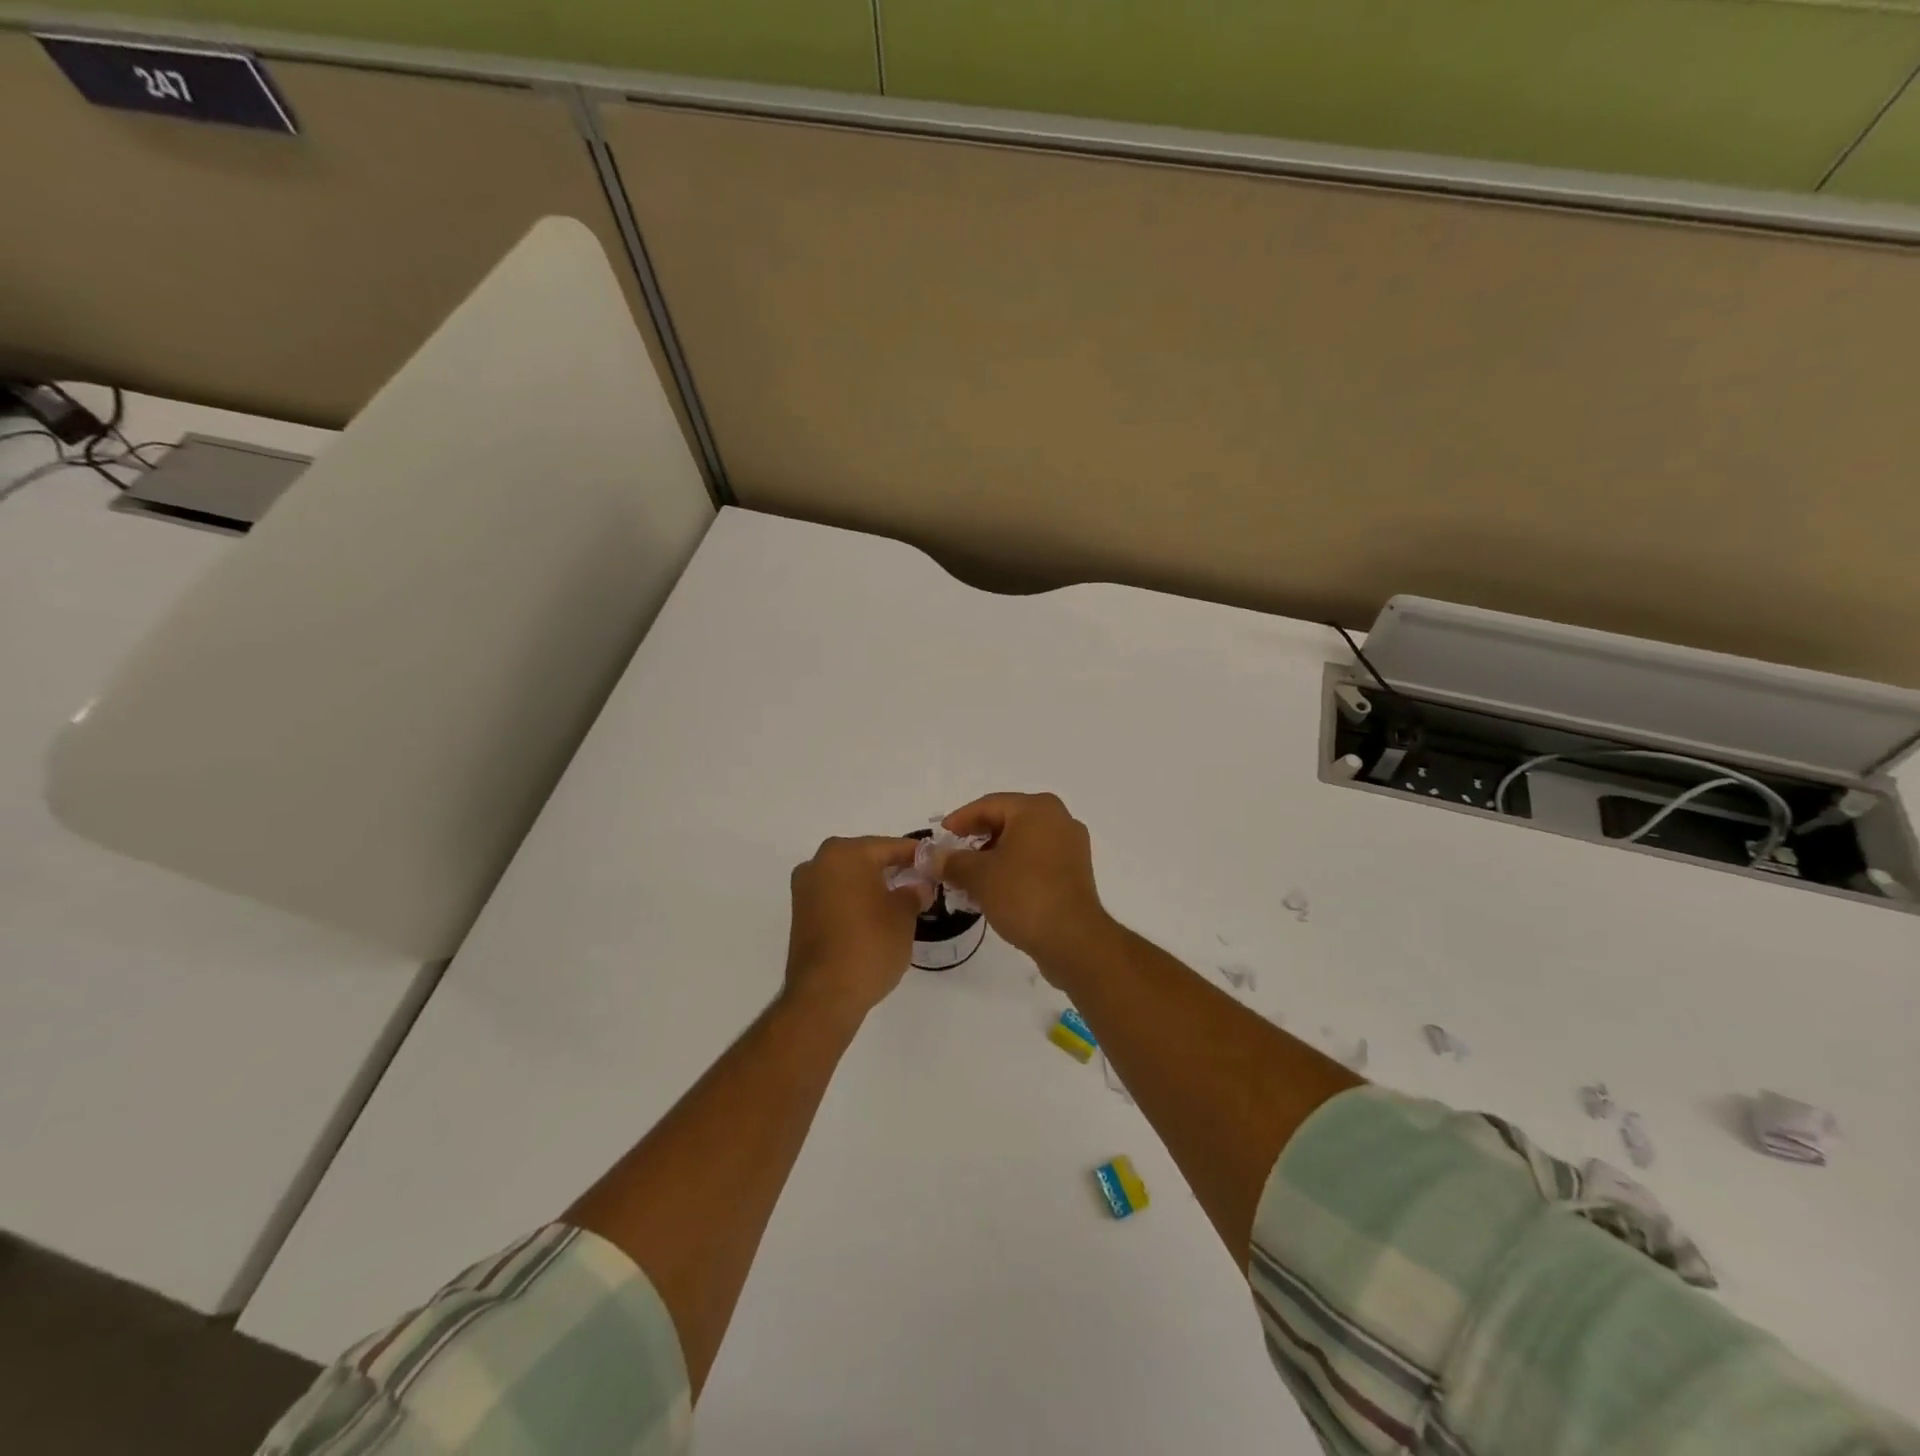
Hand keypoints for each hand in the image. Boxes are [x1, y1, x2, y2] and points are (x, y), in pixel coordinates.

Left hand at [783, 836, 923, 1024]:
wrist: (825, 995)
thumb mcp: (903, 915)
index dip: (915, 855)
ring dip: (872, 885)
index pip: (889, 846)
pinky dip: (855, 900)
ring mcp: (804, 889)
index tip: (936, 863)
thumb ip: (913, 892)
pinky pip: (835, 896)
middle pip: (865, 858)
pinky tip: (875, 916)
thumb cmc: (870, 944)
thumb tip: (917, 887)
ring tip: (900, 901)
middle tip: (920, 881)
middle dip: (892, 868)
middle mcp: (818, 863)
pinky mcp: (800, 914)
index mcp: (845, 853)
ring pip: (848, 877)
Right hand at [938, 793, 1114, 969]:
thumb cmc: (1023, 894)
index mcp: (1036, 809)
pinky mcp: (1074, 872)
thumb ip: (951, 861)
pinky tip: (993, 890)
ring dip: (993, 857)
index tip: (940, 836)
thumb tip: (931, 856)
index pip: (988, 805)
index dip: (960, 820)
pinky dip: (1013, 869)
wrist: (1072, 939)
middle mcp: (1058, 819)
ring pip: (1021, 843)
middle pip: (1007, 821)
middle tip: (952, 857)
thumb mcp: (978, 876)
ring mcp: (1070, 846)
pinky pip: (1036, 861)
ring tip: (968, 879)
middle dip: (976, 840)